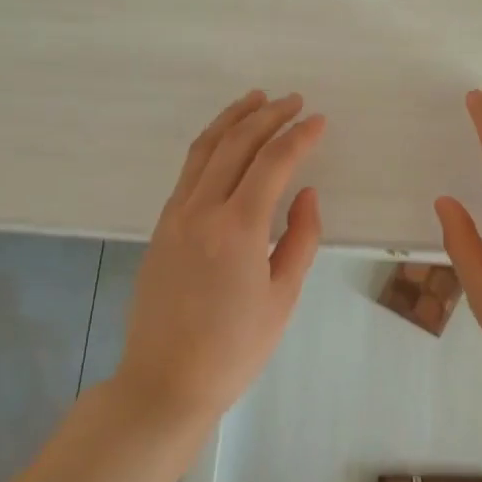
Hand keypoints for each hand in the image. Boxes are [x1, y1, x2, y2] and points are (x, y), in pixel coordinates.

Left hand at [117, 91, 325, 422]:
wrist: (165, 382)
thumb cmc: (234, 348)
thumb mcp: (282, 297)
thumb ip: (301, 238)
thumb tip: (306, 193)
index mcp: (238, 228)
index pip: (273, 163)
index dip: (299, 137)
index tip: (319, 121)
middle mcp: (202, 210)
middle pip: (236, 145)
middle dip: (268, 116)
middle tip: (294, 101)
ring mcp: (175, 216)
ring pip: (204, 150)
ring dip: (233, 119)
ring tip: (256, 100)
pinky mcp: (161, 227)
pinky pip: (188, 171)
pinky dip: (211, 145)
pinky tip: (226, 143)